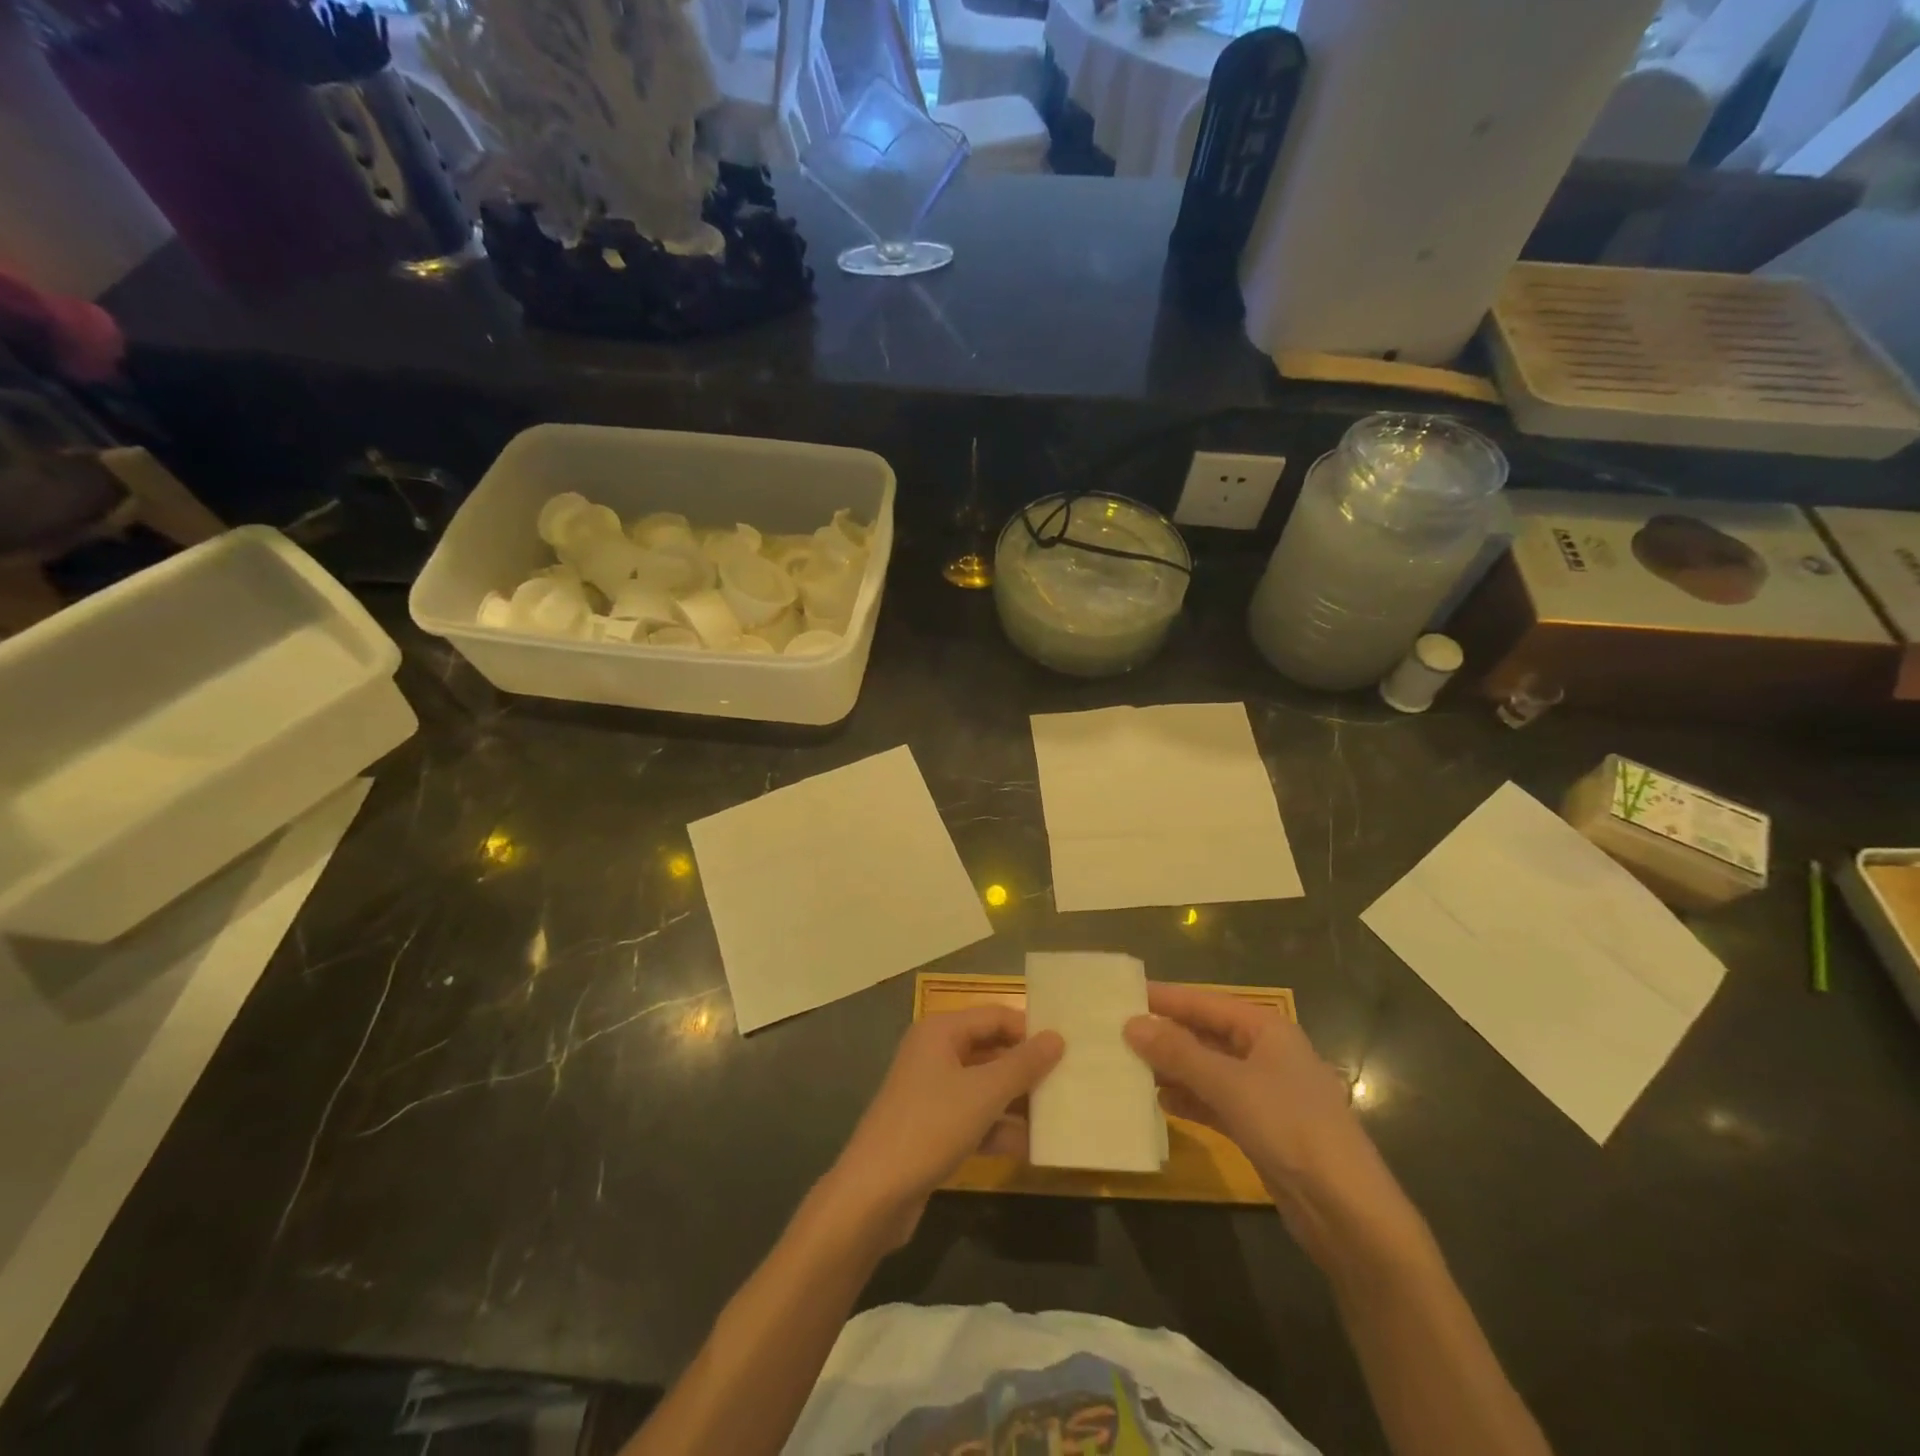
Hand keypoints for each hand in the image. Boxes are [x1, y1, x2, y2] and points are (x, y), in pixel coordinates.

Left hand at [818, 1007, 1062, 1248]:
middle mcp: (934, 1054)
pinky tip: (1031, 1148)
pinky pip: (974, 1118)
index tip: (1068, 1049)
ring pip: (984, 1087)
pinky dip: (998, 1129)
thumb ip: (1023, 1065)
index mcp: (940, 1031)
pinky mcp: (933, 1128)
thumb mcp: (983, 1093)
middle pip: (990, 1050)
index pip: (995, 1016)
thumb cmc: (930, 1127)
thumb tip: (1057, 1037)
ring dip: (1017, 1102)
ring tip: (1060, 1115)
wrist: (874, 1194)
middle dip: (1026, 1068)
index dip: (1029, 1030)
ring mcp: (932, 1092)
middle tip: (1069, 1081)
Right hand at [1124, 983, 1421, 1268]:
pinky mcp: (1260, 1128)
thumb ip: (1178, 1053)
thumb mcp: (1229, 1085)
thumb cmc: (1291, 1128)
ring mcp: (1264, 1092)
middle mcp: (1265, 1053)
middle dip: (1165, 1035)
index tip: (1123, 995)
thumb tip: (1131, 1024)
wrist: (1348, 1213)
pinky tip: (1159, 1102)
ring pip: (1207, 1069)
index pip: (1205, 1003)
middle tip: (1117, 1034)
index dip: (1165, 999)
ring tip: (1129, 1067)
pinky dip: (1189, 1100)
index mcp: (1266, 1029)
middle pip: (1205, 1034)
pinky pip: (1215, 1102)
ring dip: (1173, 1069)